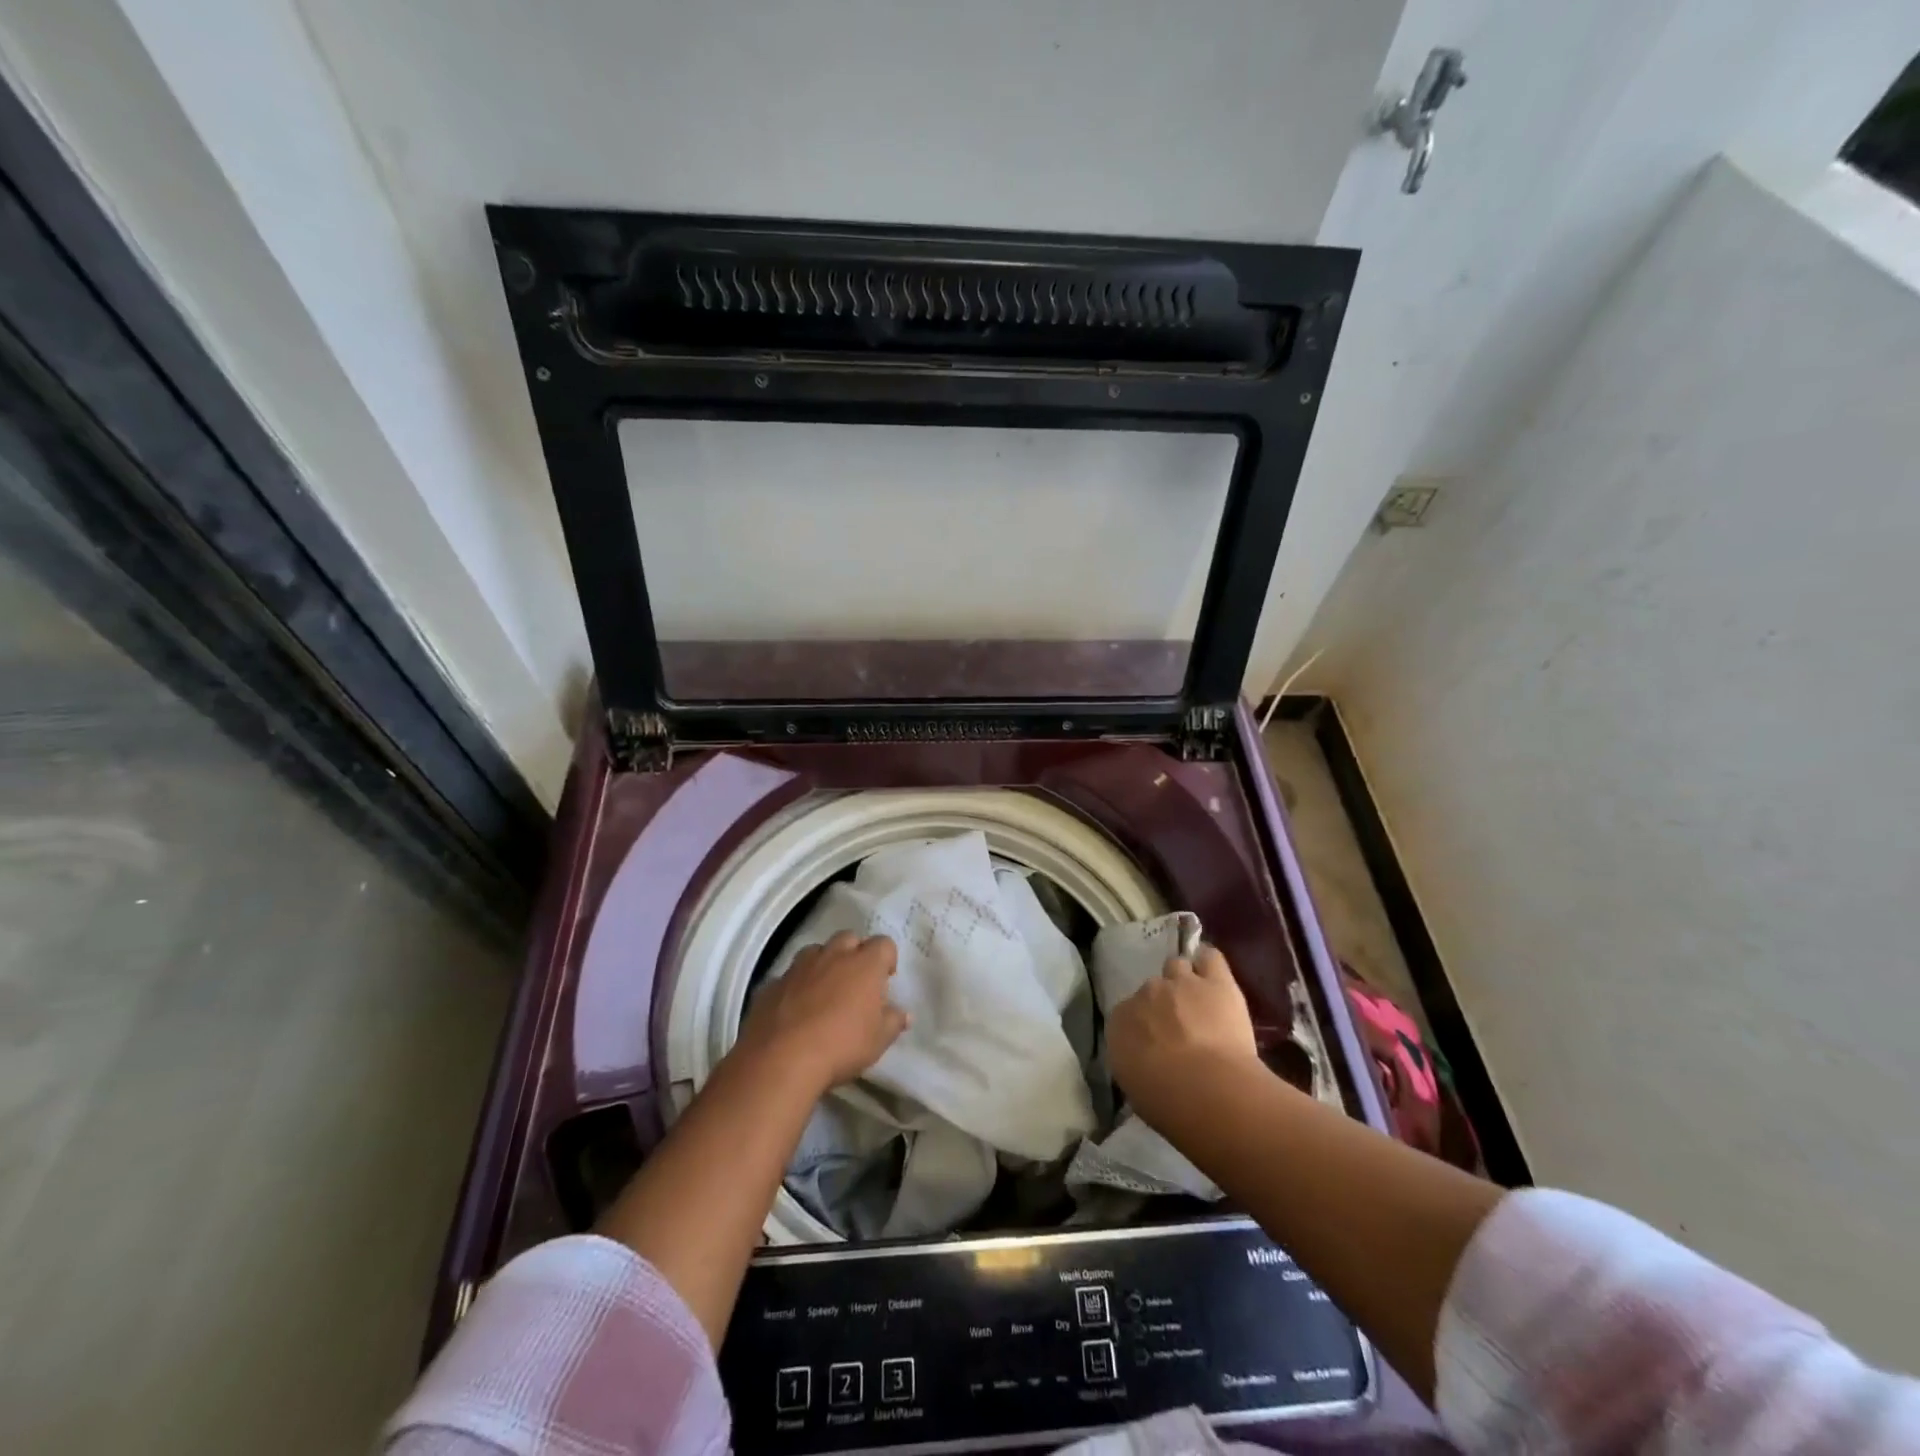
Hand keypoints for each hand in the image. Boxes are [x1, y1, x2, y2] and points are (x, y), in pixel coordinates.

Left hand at [734, 932, 908, 1096]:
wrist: (781, 1059)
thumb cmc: (841, 1045)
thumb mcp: (878, 1041)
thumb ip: (893, 1022)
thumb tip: (903, 1014)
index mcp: (864, 964)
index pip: (884, 944)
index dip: (886, 959)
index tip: (885, 980)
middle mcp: (833, 955)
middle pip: (849, 938)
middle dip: (855, 953)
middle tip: (856, 982)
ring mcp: (799, 966)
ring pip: (816, 951)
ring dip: (824, 964)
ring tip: (824, 991)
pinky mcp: (772, 982)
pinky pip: (789, 976)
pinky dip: (796, 985)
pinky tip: (795, 1009)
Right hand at [1106, 945, 1259, 1123]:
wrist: (1206, 1090)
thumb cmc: (1166, 1102)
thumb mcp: (1136, 1088)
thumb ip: (1136, 1062)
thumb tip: (1145, 1062)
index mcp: (1120, 1022)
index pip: (1127, 1014)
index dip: (1144, 1027)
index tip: (1155, 1044)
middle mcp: (1145, 994)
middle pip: (1152, 989)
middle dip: (1164, 1004)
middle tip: (1180, 1027)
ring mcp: (1180, 983)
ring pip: (1178, 967)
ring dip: (1185, 981)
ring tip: (1198, 999)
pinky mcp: (1215, 982)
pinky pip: (1209, 958)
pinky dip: (1209, 962)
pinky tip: (1212, 973)